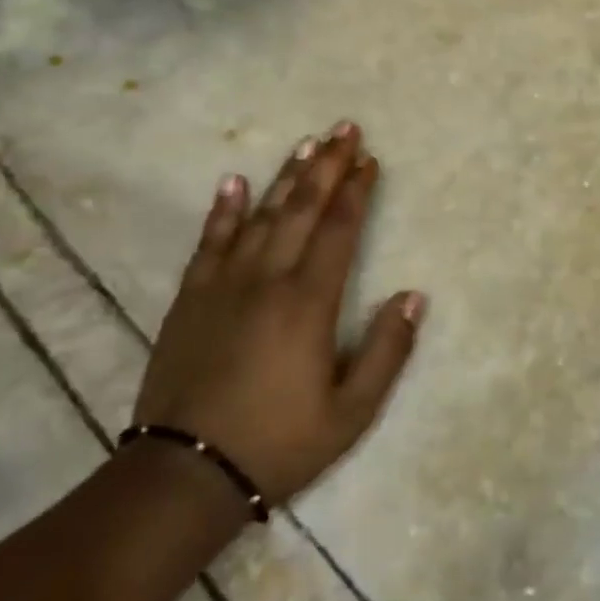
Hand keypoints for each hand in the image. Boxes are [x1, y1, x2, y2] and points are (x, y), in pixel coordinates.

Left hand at [132, 121, 423, 505]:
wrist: (185, 472)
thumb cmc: (279, 443)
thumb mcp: (351, 412)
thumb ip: (387, 350)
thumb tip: (414, 295)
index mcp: (309, 302)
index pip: (340, 229)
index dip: (357, 191)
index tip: (370, 159)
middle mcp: (268, 278)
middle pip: (303, 208)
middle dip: (327, 165)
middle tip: (344, 128)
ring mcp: (224, 283)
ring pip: (261, 215)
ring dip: (286, 176)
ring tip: (306, 143)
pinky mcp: (191, 297)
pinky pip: (210, 241)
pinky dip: (223, 209)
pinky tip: (234, 181)